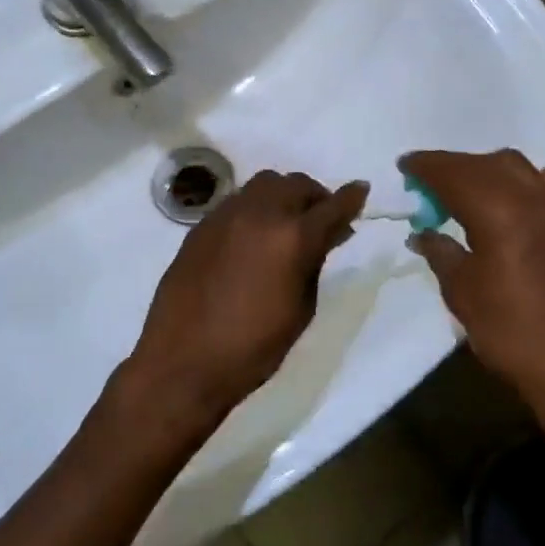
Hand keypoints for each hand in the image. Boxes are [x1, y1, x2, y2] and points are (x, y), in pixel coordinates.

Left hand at [124, 170, 367, 433]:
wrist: (183, 361)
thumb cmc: (253, 347)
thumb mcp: (301, 309)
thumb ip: (314, 264)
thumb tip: (324, 238)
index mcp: (292, 238)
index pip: (332, 206)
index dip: (351, 197)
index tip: (361, 190)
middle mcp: (260, 214)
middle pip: (296, 184)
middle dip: (315, 196)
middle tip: (321, 218)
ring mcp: (226, 215)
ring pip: (264, 184)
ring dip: (283, 196)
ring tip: (285, 222)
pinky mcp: (201, 225)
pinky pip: (236, 201)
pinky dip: (254, 208)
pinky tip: (253, 236)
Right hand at [400, 150, 544, 419]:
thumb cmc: (507, 328)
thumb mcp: (461, 290)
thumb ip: (440, 251)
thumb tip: (422, 233)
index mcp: (497, 211)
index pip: (453, 173)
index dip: (426, 166)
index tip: (404, 166)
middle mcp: (530, 197)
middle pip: (483, 163)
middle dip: (451, 166)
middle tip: (426, 180)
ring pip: (516, 166)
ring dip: (486, 168)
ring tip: (467, 188)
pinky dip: (522, 180)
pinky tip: (512, 200)